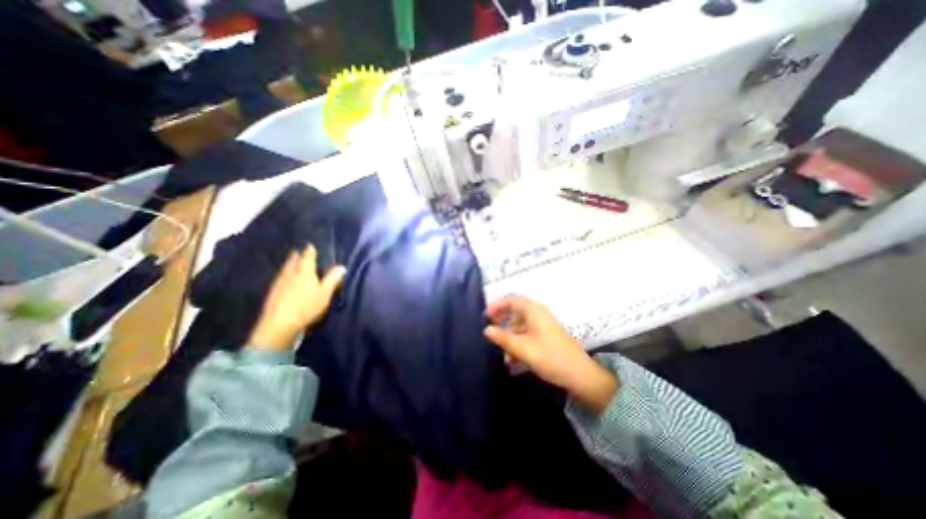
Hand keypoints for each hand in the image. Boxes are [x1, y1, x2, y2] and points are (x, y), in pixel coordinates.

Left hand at [248, 243, 345, 349]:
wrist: (279, 324)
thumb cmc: (306, 306)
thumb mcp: (325, 293)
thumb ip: (333, 279)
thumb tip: (341, 267)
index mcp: (304, 271)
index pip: (307, 256)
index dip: (310, 250)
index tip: (311, 245)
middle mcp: (290, 272)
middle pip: (293, 259)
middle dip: (298, 254)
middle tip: (302, 252)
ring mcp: (279, 281)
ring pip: (286, 267)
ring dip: (291, 263)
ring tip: (295, 262)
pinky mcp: (273, 291)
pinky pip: (281, 276)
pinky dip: (286, 273)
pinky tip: (288, 278)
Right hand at [480, 296, 615, 413]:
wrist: (580, 376)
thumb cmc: (550, 358)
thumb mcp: (522, 348)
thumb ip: (502, 338)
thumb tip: (486, 329)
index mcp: (534, 311)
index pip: (511, 299)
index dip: (496, 305)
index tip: (485, 317)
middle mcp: (538, 314)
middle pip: (515, 312)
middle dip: (501, 322)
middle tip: (490, 332)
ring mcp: (543, 326)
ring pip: (520, 326)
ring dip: (509, 338)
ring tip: (502, 355)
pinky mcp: (546, 337)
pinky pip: (527, 335)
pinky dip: (518, 344)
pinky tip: (513, 361)